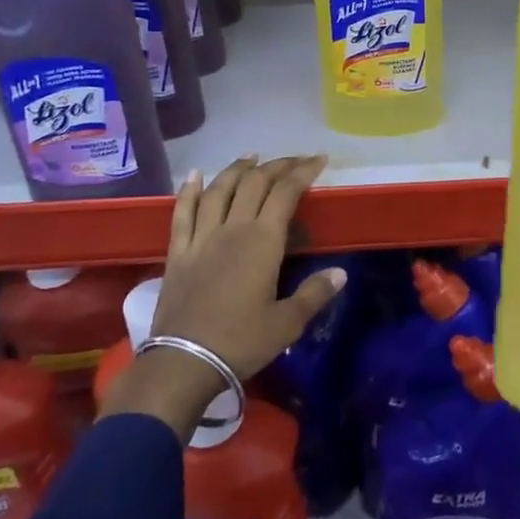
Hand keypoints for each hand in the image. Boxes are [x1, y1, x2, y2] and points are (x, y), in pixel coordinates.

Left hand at [102, 155, 344, 439]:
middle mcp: (233, 228)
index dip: (303, 171)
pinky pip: (183, 211)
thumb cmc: (241, 342)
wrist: (184, 361)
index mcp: (263, 241)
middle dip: (277, 166)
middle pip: (254, 183)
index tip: (319, 160)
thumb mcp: (287, 324)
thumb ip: (314, 294)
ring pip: (219, 189)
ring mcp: (202, 237)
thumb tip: (341, 273)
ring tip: (251, 157)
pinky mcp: (178, 251)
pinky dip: (189, 190)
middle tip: (293, 161)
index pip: (286, 192)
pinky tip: (195, 175)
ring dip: (237, 169)